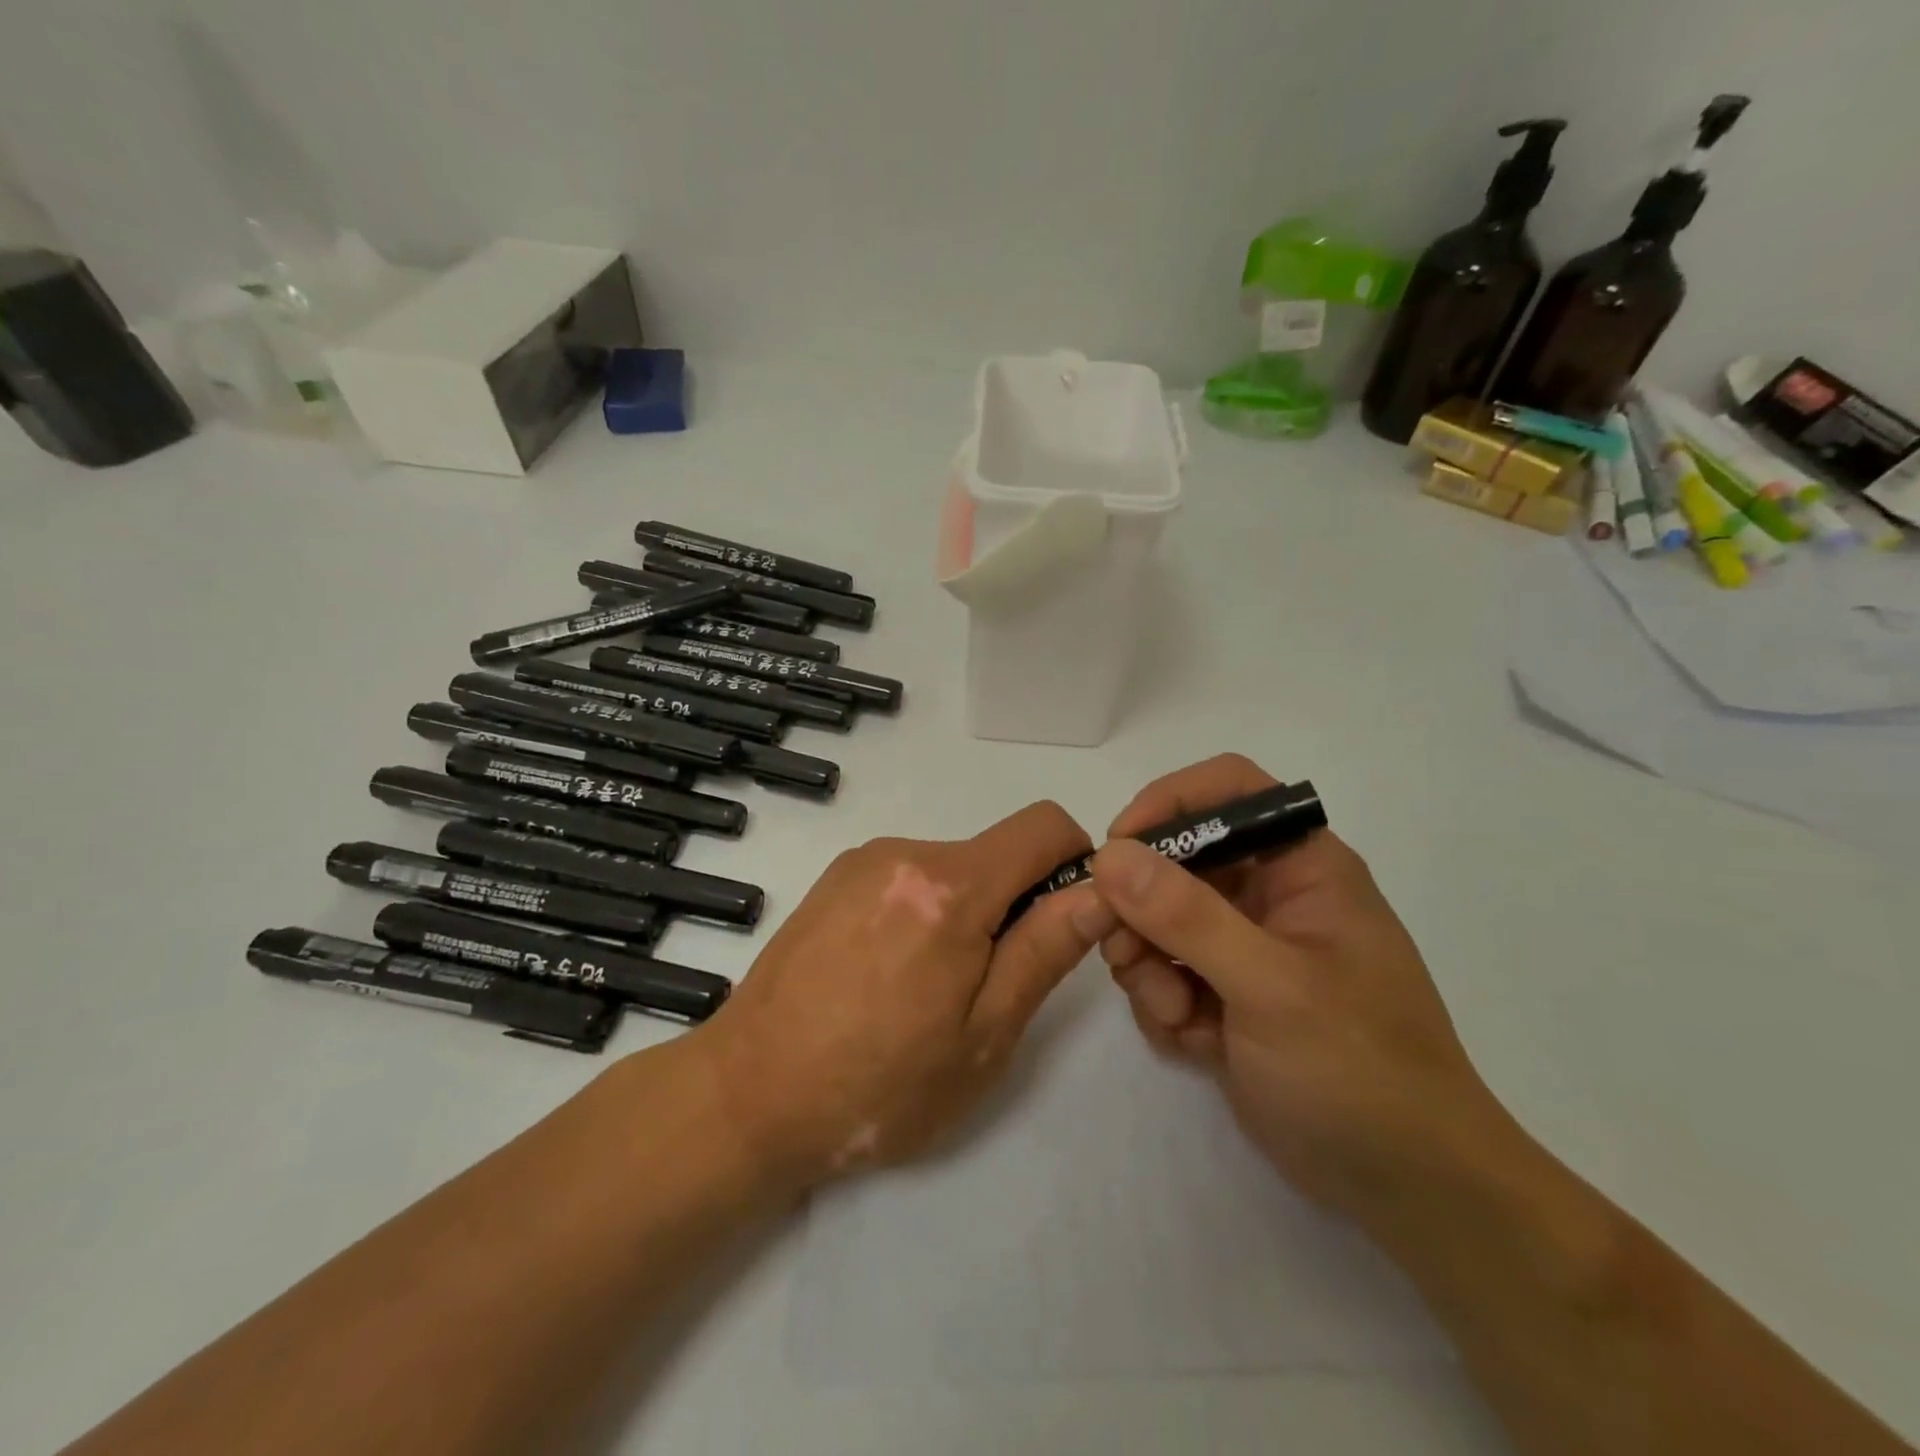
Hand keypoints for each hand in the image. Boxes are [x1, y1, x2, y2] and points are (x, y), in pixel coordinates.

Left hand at [695, 802, 1114, 1187]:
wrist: (747, 1095)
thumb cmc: (878, 1084)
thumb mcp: (983, 1035)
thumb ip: (1045, 950)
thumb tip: (1099, 891)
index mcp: (950, 887)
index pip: (1044, 825)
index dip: (1075, 861)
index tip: (1064, 920)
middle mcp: (905, 853)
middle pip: (996, 852)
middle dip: (1013, 903)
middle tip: (986, 986)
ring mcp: (862, 862)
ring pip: (952, 868)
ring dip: (965, 912)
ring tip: (927, 990)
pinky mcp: (833, 878)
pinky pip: (907, 877)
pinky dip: (923, 911)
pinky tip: (887, 974)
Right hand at [1092, 755, 1507, 1229]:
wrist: (1406, 1187)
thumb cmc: (1359, 1070)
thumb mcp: (1272, 986)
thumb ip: (1187, 916)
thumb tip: (1109, 856)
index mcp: (1301, 865)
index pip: (1227, 790)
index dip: (1168, 803)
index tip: (1118, 848)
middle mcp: (1268, 893)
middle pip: (1174, 858)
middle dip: (1140, 908)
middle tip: (1126, 954)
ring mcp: (1242, 944)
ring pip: (1156, 918)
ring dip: (1147, 964)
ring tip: (1177, 1014)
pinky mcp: (1223, 992)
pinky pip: (1162, 969)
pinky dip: (1163, 1002)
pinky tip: (1193, 1042)